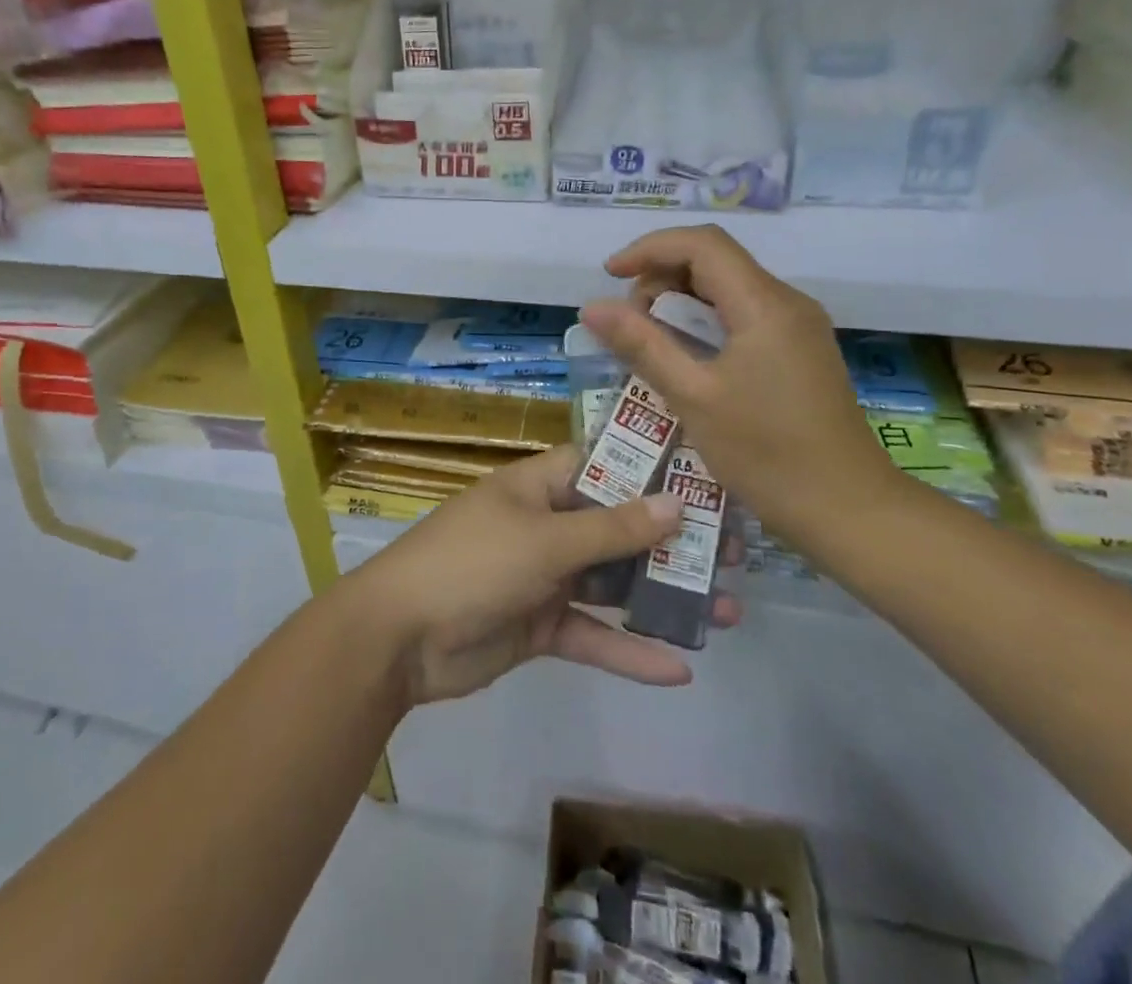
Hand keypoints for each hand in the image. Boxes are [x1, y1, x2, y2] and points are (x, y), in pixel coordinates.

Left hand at [350, 445, 741, 705]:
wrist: (398, 639)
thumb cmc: (472, 564)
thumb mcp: (545, 541)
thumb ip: (612, 529)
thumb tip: (676, 502)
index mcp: (540, 485)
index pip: (604, 463)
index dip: (652, 467)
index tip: (708, 476)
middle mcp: (546, 523)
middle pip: (619, 526)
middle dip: (671, 540)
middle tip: (733, 552)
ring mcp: (544, 576)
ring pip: (613, 582)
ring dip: (661, 596)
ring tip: (727, 611)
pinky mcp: (541, 626)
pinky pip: (592, 633)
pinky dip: (628, 649)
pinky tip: (679, 668)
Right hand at [579, 224, 905, 548]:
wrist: (849, 510)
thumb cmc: (767, 454)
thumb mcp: (693, 397)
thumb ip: (642, 344)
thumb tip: (592, 306)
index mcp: (764, 304)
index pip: (702, 244)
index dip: (650, 249)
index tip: (609, 275)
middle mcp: (786, 302)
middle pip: (714, 261)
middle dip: (662, 277)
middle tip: (630, 323)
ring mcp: (798, 326)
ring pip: (728, 287)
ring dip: (682, 301)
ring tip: (650, 341)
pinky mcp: (800, 349)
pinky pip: (744, 314)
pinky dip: (705, 321)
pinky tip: (686, 357)